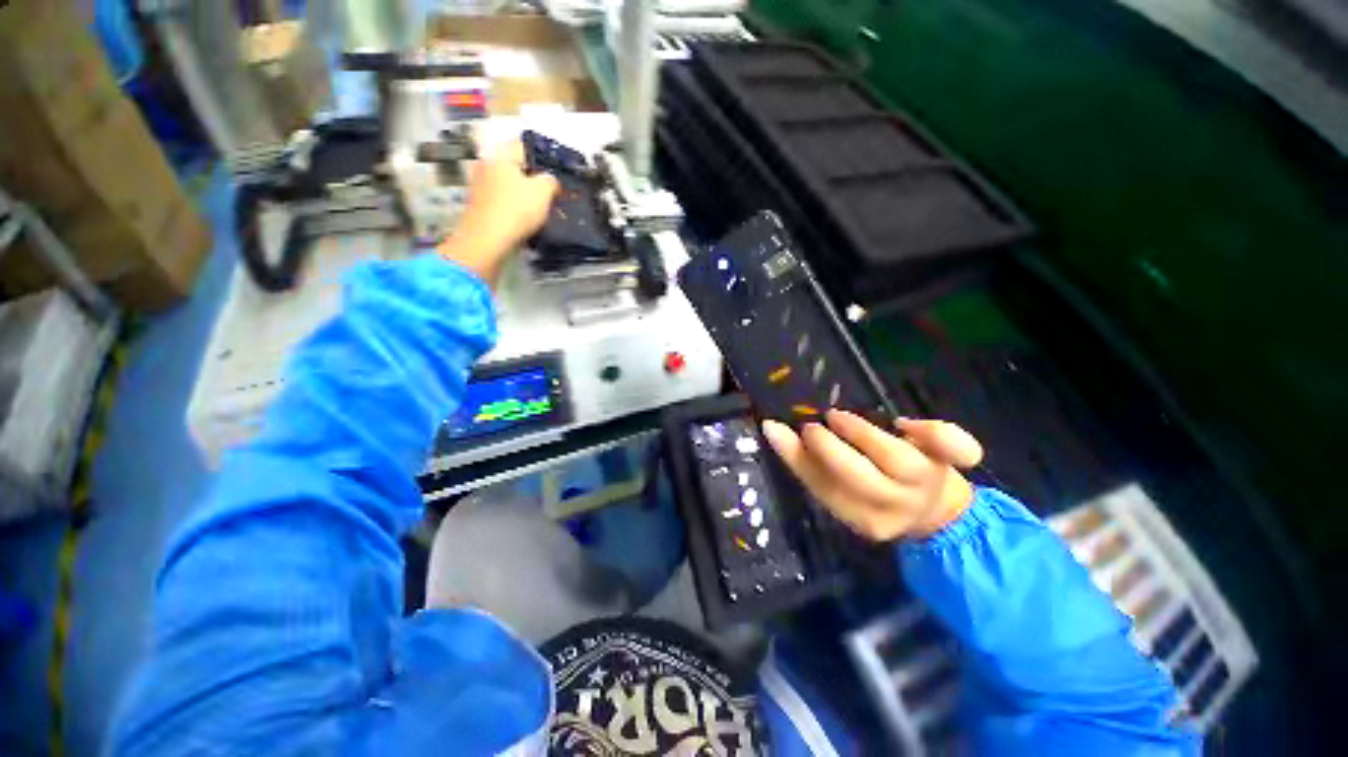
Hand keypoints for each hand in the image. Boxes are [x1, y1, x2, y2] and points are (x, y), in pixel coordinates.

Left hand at [438, 141, 558, 284]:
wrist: (486, 240)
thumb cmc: (516, 210)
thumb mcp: (543, 191)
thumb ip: (550, 180)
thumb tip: (549, 180)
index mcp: (500, 155)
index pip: (524, 146)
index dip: (543, 159)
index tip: (555, 175)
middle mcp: (486, 165)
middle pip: (515, 168)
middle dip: (533, 180)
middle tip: (550, 195)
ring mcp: (479, 186)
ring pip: (508, 185)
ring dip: (523, 196)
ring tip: (540, 211)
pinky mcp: (479, 206)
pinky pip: (502, 201)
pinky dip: (513, 208)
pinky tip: (524, 221)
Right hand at [761, 411, 983, 541]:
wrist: (935, 514)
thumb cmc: (872, 496)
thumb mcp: (837, 490)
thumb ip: (804, 462)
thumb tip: (771, 427)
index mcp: (865, 519)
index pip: (826, 490)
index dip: (800, 458)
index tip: (781, 429)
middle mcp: (897, 505)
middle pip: (862, 479)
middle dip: (830, 448)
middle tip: (812, 427)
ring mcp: (926, 482)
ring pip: (897, 459)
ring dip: (862, 433)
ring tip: (838, 418)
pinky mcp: (948, 461)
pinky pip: (952, 447)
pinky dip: (933, 430)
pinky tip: (903, 423)